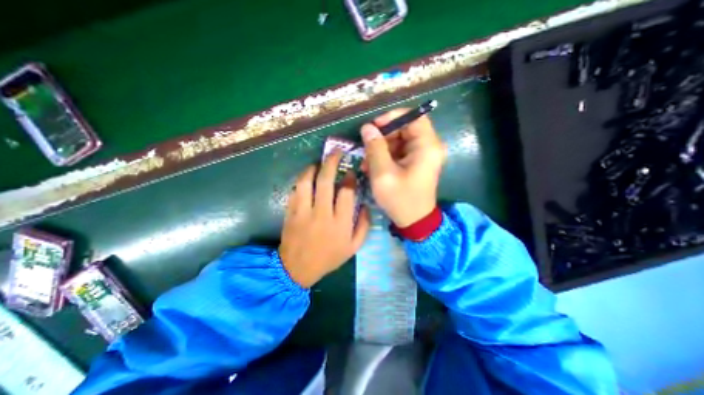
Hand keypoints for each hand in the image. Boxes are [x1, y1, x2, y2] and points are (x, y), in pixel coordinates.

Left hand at [278, 153, 369, 287]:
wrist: (297, 269)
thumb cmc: (328, 258)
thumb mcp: (353, 248)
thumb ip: (364, 226)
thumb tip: (367, 206)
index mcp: (340, 223)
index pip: (346, 193)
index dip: (349, 178)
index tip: (350, 172)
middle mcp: (321, 214)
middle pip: (326, 181)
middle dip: (331, 163)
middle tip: (335, 152)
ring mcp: (303, 212)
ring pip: (306, 182)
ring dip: (312, 169)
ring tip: (318, 163)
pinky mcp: (290, 213)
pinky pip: (295, 191)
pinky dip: (301, 181)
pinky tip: (306, 179)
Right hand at [363, 109, 443, 227]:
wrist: (414, 221)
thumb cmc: (400, 199)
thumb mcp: (383, 173)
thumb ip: (375, 148)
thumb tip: (367, 127)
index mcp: (427, 146)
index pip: (414, 117)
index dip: (392, 117)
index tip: (374, 126)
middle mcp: (429, 147)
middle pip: (405, 128)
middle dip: (383, 137)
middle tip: (366, 148)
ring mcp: (423, 155)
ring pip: (400, 140)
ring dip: (381, 148)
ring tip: (367, 163)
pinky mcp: (417, 162)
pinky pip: (400, 151)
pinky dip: (386, 156)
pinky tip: (373, 167)